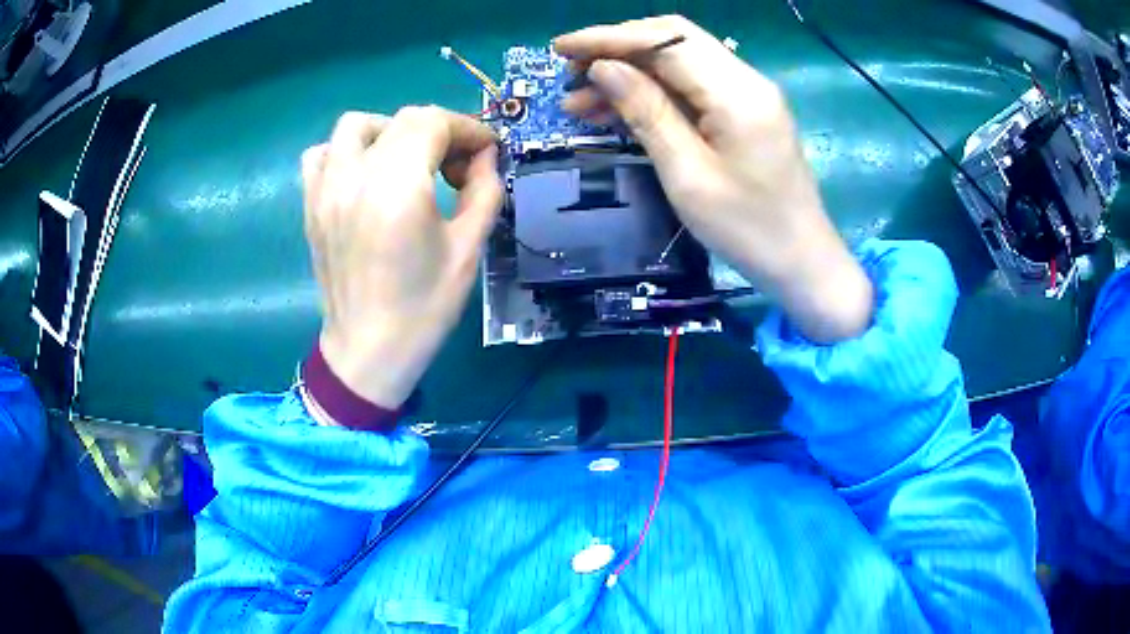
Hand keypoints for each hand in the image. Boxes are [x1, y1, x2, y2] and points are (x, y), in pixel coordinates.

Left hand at [302, 107, 501, 410]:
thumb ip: (484, 191)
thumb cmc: (423, 308)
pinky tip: (365, 175)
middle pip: (402, 119)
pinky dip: (346, 151)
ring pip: (356, 125)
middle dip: (439, 130)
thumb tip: (485, 157)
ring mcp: (326, 189)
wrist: (368, 351)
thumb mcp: (468, 250)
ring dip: (391, 131)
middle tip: (458, 163)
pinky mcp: (311, 204)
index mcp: (398, 188)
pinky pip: (322, 154)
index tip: (487, 150)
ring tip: (409, 163)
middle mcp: (356, 177)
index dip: (467, 128)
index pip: (433, 123)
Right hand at [555, 16, 872, 342]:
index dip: (609, 37)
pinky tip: (615, 112)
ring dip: (629, 73)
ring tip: (579, 101)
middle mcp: (745, 80)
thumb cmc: (748, 230)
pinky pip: (691, 88)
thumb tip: (602, 68)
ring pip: (678, 64)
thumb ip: (646, 113)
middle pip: (672, 41)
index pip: (666, 40)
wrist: (802, 262)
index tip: (561, 48)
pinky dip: (651, 93)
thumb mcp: (687, 176)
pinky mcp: (744, 112)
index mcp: (737, 93)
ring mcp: (747, 95)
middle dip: (616, 49)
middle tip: (568, 72)